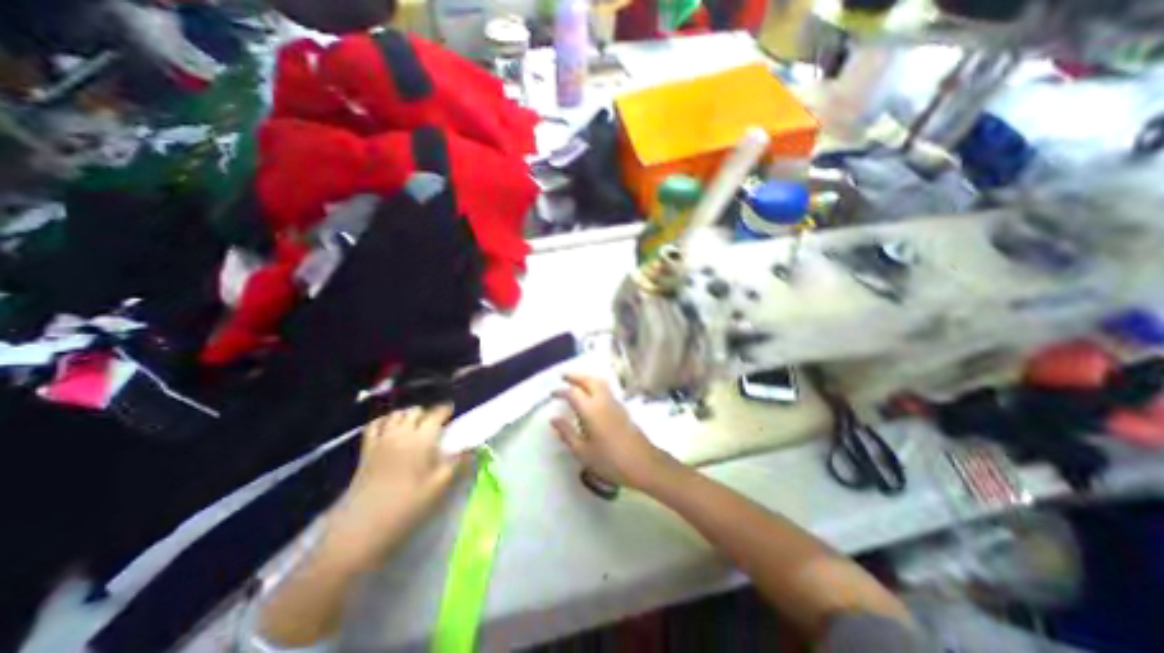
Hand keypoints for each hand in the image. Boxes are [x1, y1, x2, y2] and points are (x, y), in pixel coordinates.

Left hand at [318, 405, 466, 567]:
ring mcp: (380, 441)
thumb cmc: (406, 507)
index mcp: (421, 439)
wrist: (360, 530)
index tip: (452, 411)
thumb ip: (457, 462)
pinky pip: (374, 426)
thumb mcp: (438, 486)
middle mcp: (400, 434)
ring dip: (407, 415)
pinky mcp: (365, 452)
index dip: (445, 410)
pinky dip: (385, 421)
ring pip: (395, 415)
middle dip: (426, 413)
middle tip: (435, 424)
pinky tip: (390, 430)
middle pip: (414, 411)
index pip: (435, 414)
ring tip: (415, 425)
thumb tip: (473, 447)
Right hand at [552, 372, 679, 489]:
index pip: (573, 393)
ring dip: (587, 378)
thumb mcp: (583, 451)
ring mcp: (615, 403)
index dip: (561, 391)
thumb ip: (567, 433)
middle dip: (576, 376)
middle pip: (589, 380)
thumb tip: (554, 419)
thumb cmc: (610, 460)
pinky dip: (596, 385)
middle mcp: (603, 401)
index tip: (552, 394)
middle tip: (564, 376)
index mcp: (591, 410)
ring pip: (600, 382)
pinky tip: (592, 395)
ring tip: (577, 381)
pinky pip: (607, 389)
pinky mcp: (623, 408)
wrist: (643, 464)